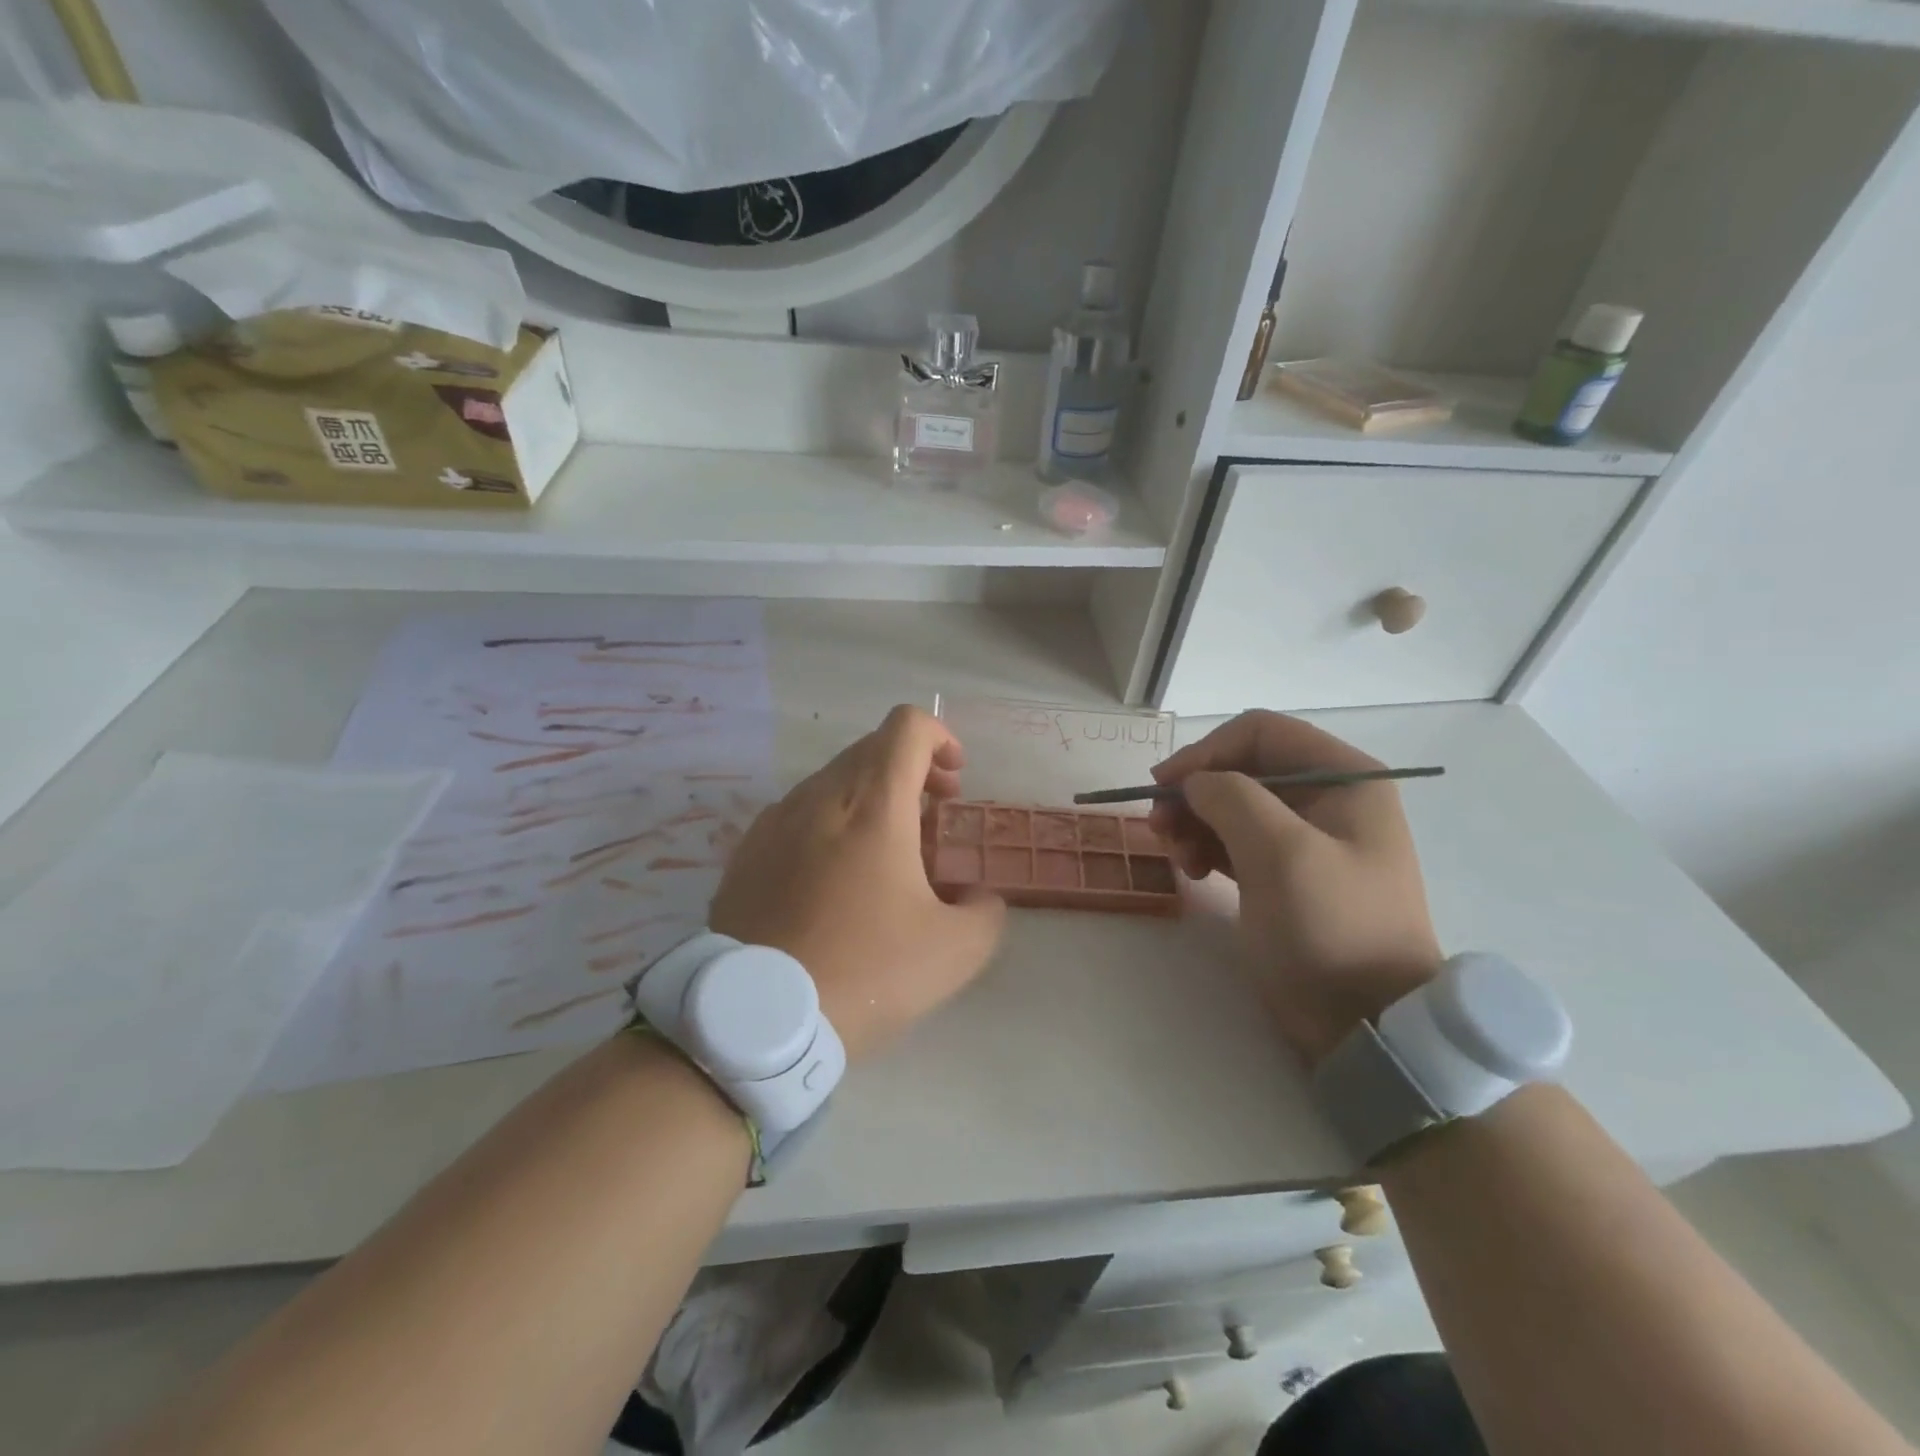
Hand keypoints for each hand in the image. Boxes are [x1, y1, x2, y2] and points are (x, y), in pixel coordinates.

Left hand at [708, 705, 1005, 1062]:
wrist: (757, 1018)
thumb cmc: (864, 971)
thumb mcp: (954, 952)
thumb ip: (986, 912)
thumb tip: (978, 899)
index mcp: (873, 804)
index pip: (907, 726)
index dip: (941, 737)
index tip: (955, 780)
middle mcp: (820, 796)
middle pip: (871, 748)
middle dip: (912, 770)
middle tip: (933, 818)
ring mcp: (775, 821)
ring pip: (832, 780)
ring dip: (870, 797)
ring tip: (885, 853)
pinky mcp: (746, 851)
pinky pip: (798, 814)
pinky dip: (829, 822)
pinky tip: (834, 878)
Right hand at [1148, 711, 1442, 1065]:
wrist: (1367, 1020)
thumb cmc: (1331, 926)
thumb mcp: (1281, 853)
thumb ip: (1231, 798)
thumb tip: (1194, 783)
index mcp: (1343, 778)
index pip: (1260, 733)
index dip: (1206, 751)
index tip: (1164, 786)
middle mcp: (1326, 798)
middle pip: (1241, 769)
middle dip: (1195, 793)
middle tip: (1158, 827)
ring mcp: (1305, 838)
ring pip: (1231, 806)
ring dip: (1194, 823)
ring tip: (1177, 858)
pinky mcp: (1284, 873)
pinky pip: (1234, 841)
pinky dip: (1206, 848)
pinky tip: (1193, 873)